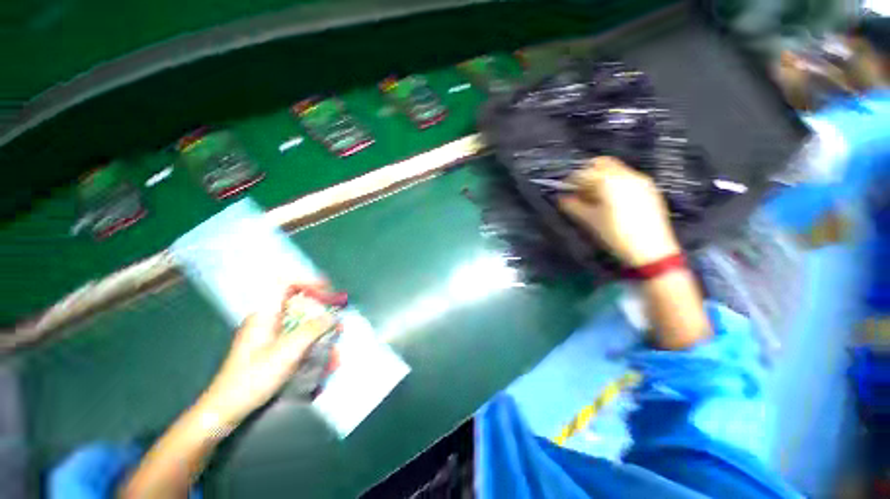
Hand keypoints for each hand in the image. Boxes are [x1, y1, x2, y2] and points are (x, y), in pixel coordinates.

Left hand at [196, 283, 336, 427]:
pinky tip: (321, 349)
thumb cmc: (254, 377)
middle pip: (296, 301)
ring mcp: (268, 333)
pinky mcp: (271, 346)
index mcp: (264, 314)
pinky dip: (311, 336)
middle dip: (319, 307)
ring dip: (318, 324)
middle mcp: (266, 319)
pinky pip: (296, 333)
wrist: (227, 408)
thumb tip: (332, 316)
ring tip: (333, 335)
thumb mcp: (287, 352)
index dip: (307, 281)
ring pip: (298, 318)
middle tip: (335, 318)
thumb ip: (312, 330)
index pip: (285, 283)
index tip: (327, 288)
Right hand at [558, 157, 680, 266]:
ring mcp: (641, 180)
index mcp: (609, 181)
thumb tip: (561, 198)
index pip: (584, 172)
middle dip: (587, 173)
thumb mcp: (589, 221)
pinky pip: (627, 178)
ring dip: (601, 177)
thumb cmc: (615, 234)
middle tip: (579, 189)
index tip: (565, 190)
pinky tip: (611, 200)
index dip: (571, 180)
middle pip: (602, 163)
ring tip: (594, 196)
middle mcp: (626, 174)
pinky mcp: (650, 189)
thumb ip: (572, 206)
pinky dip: (614, 183)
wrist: (651, 250)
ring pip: (615, 170)